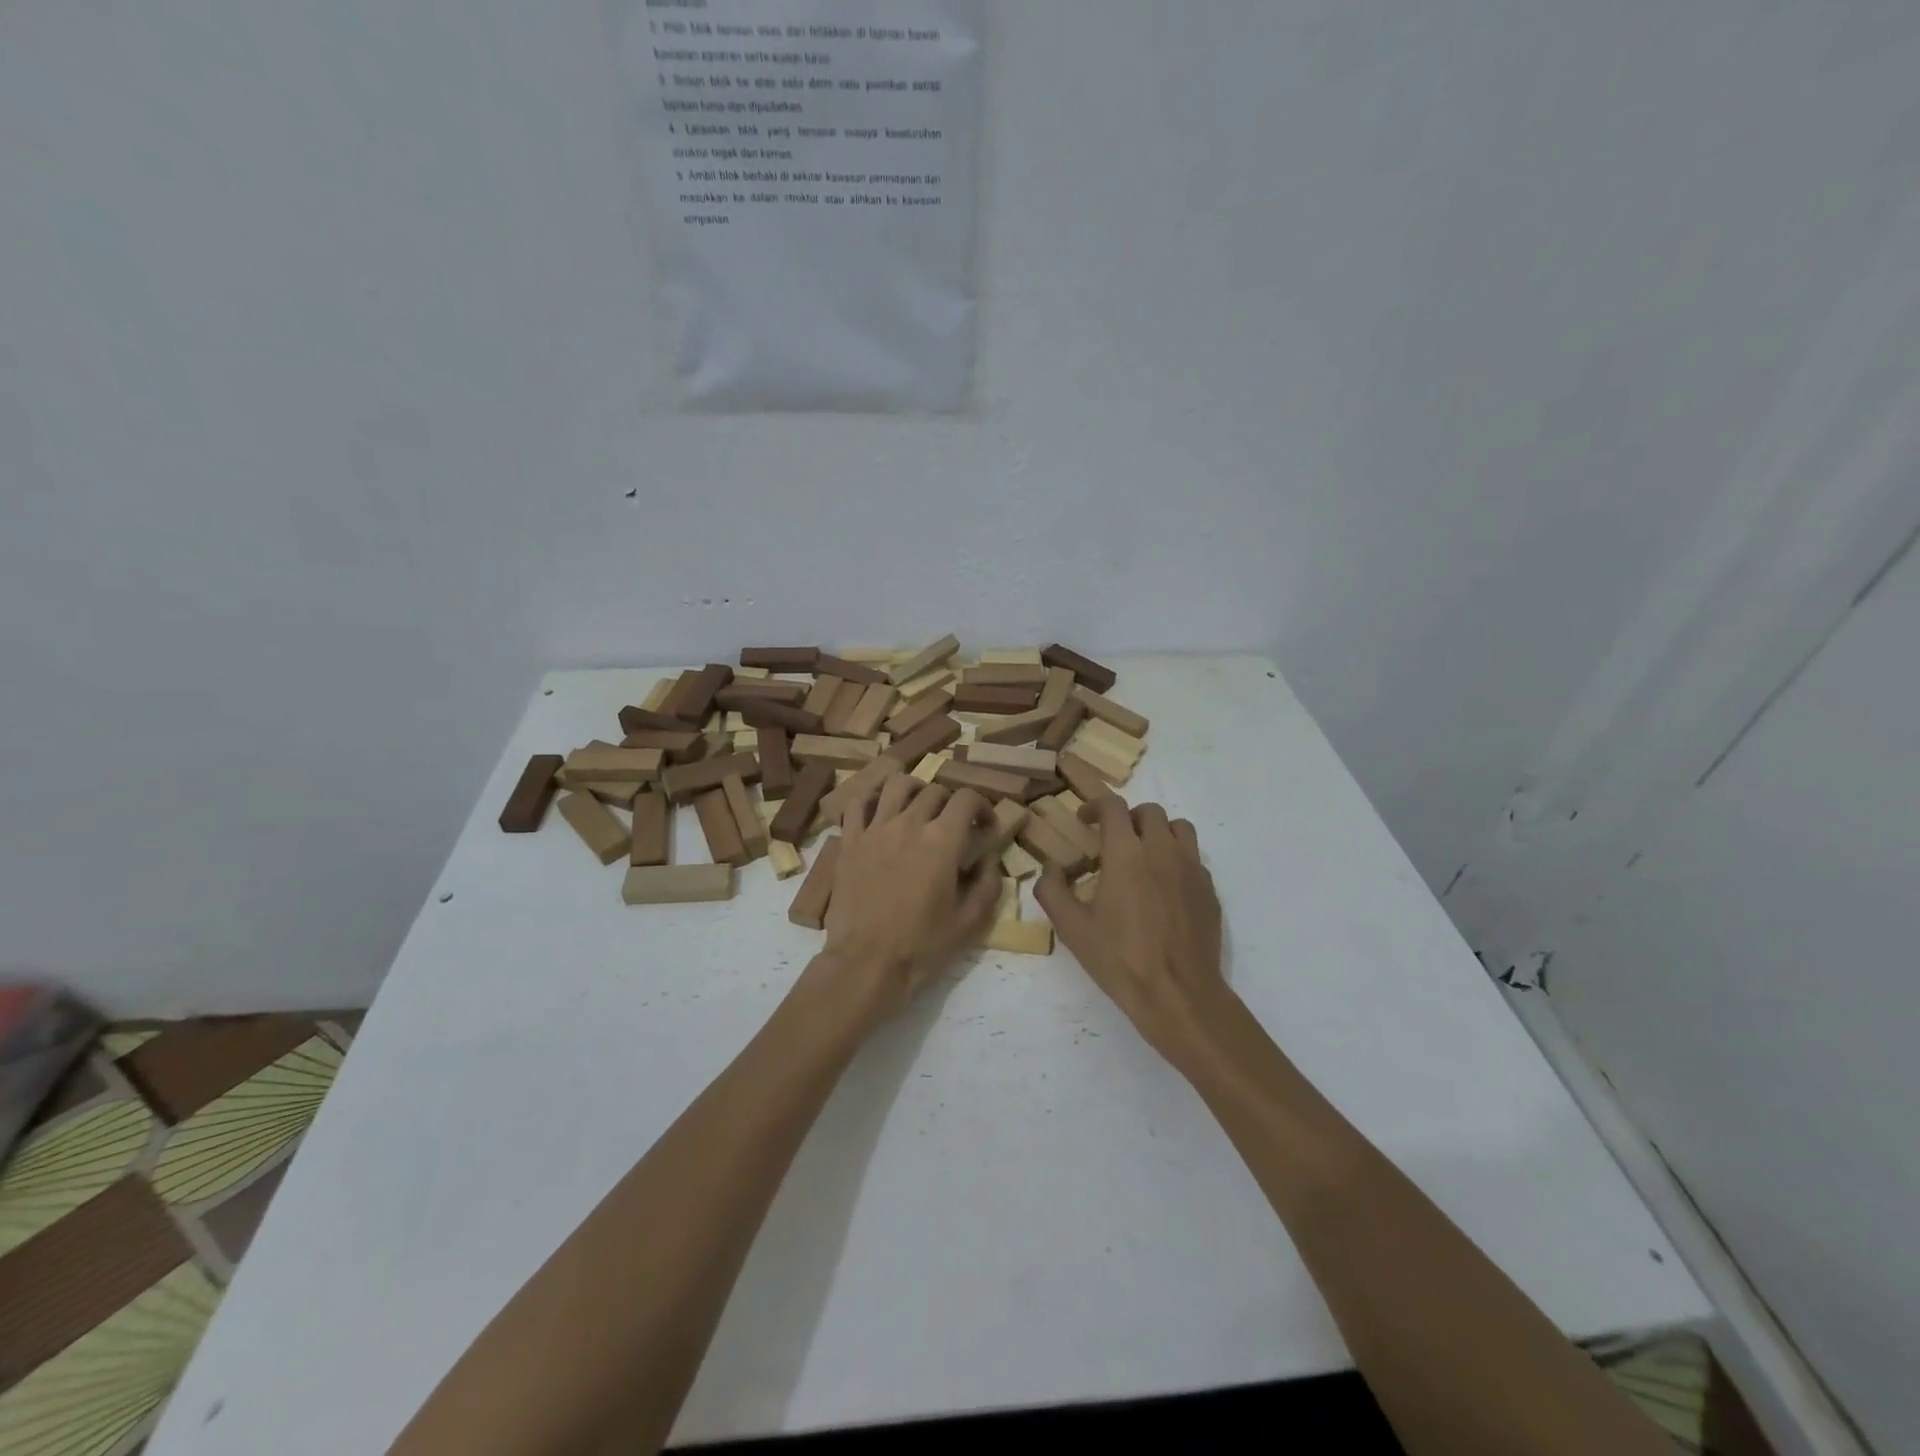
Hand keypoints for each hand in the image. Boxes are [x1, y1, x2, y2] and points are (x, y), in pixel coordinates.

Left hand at [811, 776, 999, 1027]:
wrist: (866, 963)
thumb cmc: (922, 945)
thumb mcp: (970, 922)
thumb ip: (987, 883)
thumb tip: (990, 858)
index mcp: (942, 840)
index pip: (966, 798)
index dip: (982, 805)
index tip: (985, 825)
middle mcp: (908, 824)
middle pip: (934, 791)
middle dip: (950, 803)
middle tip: (953, 825)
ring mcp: (874, 829)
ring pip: (896, 785)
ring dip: (913, 789)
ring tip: (917, 807)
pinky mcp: (849, 841)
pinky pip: (856, 803)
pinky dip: (870, 798)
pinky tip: (878, 810)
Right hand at [1036, 797, 1227, 1066]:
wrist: (1179, 994)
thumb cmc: (1120, 959)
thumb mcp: (1071, 928)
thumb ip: (1052, 890)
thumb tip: (1050, 867)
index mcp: (1126, 853)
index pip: (1113, 806)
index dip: (1095, 806)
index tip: (1084, 821)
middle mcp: (1162, 850)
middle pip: (1149, 812)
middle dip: (1127, 819)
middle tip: (1112, 842)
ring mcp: (1192, 869)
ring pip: (1179, 828)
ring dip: (1158, 833)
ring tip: (1143, 857)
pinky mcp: (1210, 890)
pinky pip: (1194, 858)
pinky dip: (1177, 859)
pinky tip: (1164, 888)